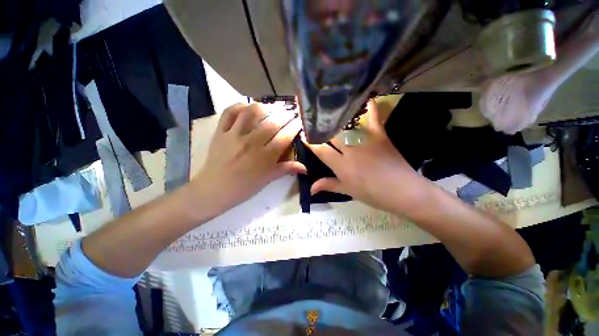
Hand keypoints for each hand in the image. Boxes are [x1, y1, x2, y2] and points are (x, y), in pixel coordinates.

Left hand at [190, 103, 305, 216]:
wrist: (214, 190)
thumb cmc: (244, 187)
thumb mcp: (267, 180)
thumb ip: (286, 169)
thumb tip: (305, 167)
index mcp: (265, 157)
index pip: (284, 137)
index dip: (294, 126)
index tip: (299, 121)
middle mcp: (251, 143)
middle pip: (272, 123)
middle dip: (285, 115)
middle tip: (290, 113)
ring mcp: (234, 135)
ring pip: (252, 113)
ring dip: (265, 107)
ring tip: (272, 109)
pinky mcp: (220, 132)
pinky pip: (229, 113)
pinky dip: (239, 106)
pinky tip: (248, 108)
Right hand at [303, 101, 433, 215]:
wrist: (404, 192)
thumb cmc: (373, 194)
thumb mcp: (348, 191)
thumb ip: (328, 185)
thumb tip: (310, 189)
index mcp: (341, 166)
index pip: (320, 150)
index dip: (309, 141)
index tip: (302, 133)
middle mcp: (350, 150)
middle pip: (331, 134)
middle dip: (320, 127)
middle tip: (313, 120)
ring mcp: (365, 141)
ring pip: (346, 125)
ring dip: (336, 118)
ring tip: (328, 109)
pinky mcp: (380, 135)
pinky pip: (374, 117)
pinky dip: (370, 107)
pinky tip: (365, 97)